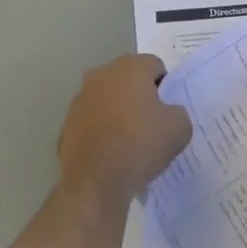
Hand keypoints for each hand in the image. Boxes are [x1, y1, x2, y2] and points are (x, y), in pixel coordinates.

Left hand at [57, 54, 191, 208]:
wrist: (96, 181)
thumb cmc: (141, 144)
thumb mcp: (180, 128)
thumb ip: (177, 112)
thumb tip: (168, 113)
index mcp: (130, 67)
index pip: (155, 66)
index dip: (165, 87)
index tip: (168, 110)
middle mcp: (101, 75)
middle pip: (128, 79)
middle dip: (140, 96)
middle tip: (152, 123)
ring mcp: (80, 99)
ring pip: (107, 99)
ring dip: (118, 112)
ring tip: (130, 141)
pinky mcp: (67, 124)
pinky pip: (92, 121)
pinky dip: (101, 131)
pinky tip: (111, 153)